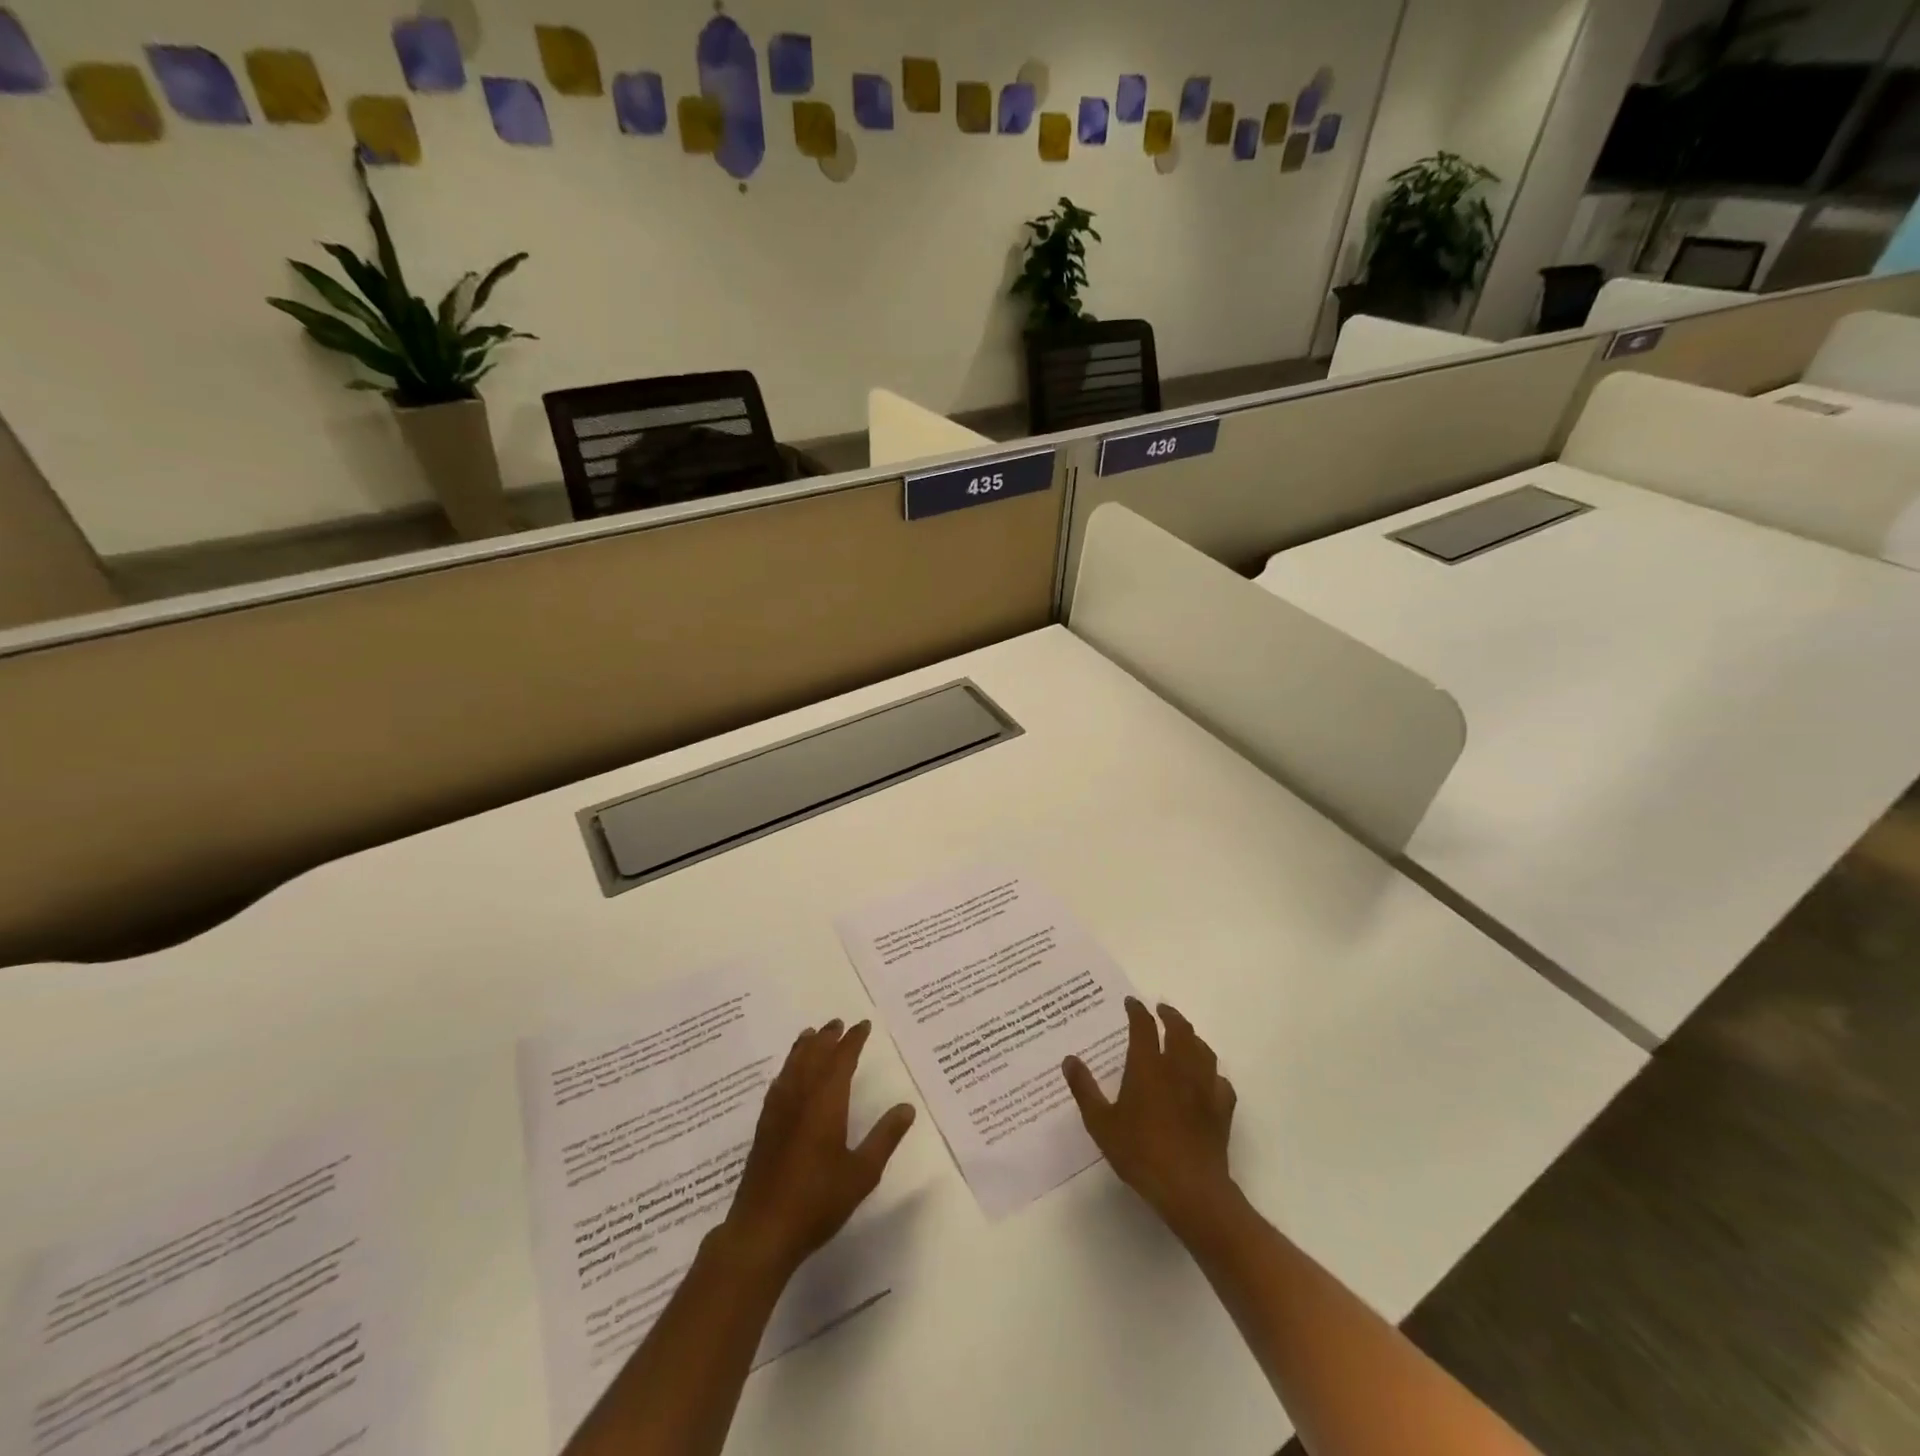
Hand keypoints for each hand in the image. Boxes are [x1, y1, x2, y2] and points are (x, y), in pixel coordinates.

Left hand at [723, 1019, 915, 1278]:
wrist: (762, 1231)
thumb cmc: (818, 1201)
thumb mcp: (862, 1173)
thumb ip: (884, 1137)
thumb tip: (907, 1107)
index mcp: (826, 1102)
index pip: (841, 1060)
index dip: (853, 1040)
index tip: (863, 1025)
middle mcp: (800, 1098)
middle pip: (814, 1056)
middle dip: (828, 1038)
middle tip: (838, 1022)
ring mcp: (778, 1112)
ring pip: (793, 1067)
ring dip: (804, 1048)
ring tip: (812, 1034)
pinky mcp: (764, 1128)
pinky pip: (778, 1084)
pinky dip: (787, 1069)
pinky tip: (787, 1074)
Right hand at [1063, 997, 1237, 1235]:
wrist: (1190, 1189)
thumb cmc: (1140, 1153)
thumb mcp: (1101, 1123)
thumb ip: (1084, 1089)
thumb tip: (1069, 1059)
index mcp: (1148, 1066)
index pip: (1143, 1026)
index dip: (1137, 1010)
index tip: (1131, 1003)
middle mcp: (1178, 1068)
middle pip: (1179, 1030)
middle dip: (1170, 1015)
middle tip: (1161, 1010)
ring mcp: (1204, 1087)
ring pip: (1202, 1050)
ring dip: (1192, 1037)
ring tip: (1184, 1036)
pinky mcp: (1222, 1109)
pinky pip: (1220, 1081)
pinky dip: (1212, 1073)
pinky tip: (1207, 1079)